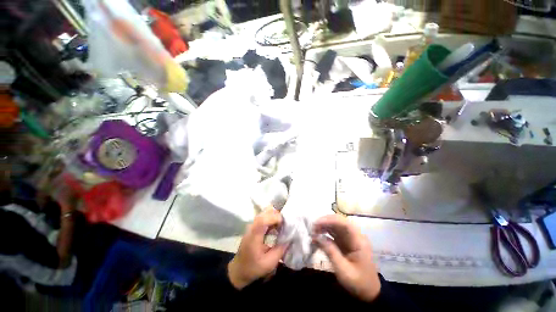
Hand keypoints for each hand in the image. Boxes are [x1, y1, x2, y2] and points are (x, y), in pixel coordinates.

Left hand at [228, 207, 287, 289]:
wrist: (239, 269)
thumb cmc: (253, 267)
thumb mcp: (269, 264)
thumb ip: (280, 250)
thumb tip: (290, 238)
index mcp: (254, 235)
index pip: (263, 220)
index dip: (275, 218)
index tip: (284, 223)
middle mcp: (253, 226)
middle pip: (265, 212)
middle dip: (277, 215)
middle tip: (285, 224)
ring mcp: (253, 224)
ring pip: (265, 212)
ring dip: (275, 216)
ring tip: (282, 225)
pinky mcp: (254, 225)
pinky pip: (265, 216)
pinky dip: (272, 218)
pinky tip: (276, 227)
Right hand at [313, 214, 380, 301]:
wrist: (368, 293)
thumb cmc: (358, 282)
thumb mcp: (343, 270)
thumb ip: (330, 252)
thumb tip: (316, 237)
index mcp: (359, 241)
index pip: (345, 224)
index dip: (330, 220)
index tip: (317, 223)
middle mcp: (355, 236)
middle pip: (339, 222)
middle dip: (325, 222)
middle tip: (313, 227)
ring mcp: (350, 238)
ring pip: (335, 226)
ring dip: (324, 226)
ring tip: (313, 231)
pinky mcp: (345, 242)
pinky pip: (334, 233)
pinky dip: (325, 233)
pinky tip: (317, 236)